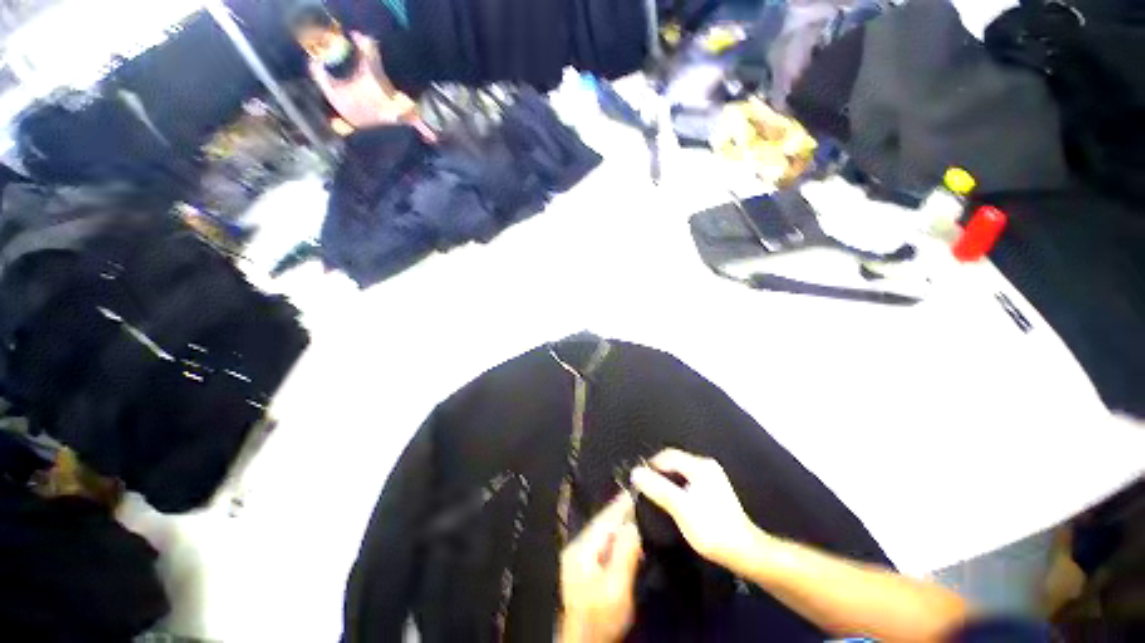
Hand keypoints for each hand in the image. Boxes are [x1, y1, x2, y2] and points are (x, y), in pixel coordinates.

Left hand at [560, 493, 642, 642]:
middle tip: (637, 500)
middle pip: (601, 524)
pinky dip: (615, 539)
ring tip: (635, 515)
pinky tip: (626, 539)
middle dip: (619, 513)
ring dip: (618, 525)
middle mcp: (578, 548)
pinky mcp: (585, 569)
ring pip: (602, 534)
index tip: (632, 490)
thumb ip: (624, 553)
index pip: (603, 519)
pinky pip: (602, 545)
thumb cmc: (600, 618)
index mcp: (582, 549)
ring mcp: (579, 559)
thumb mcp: (616, 587)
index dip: (619, 505)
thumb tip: (632, 525)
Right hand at [631, 449, 762, 572]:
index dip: (650, 464)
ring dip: (666, 480)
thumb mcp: (681, 508)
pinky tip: (672, 502)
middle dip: (658, 472)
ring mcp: (712, 478)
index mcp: (700, 466)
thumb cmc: (712, 529)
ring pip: (681, 472)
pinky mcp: (714, 491)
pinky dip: (676, 487)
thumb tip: (635, 472)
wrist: (745, 552)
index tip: (638, 479)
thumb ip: (658, 489)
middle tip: (644, 488)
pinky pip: (688, 481)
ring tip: (655, 495)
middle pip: (674, 462)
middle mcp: (706, 466)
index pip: (668, 455)